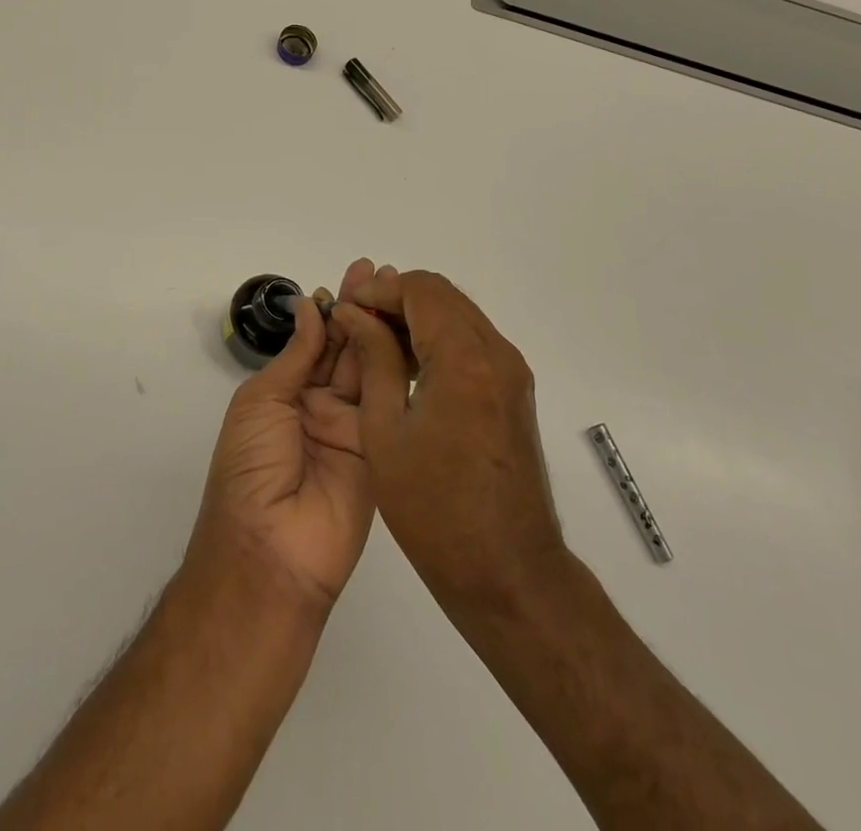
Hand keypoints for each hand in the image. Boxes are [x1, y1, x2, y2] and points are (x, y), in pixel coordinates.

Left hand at [186, 260, 376, 614]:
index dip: (333, 308)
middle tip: (383, 274)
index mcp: (286, 393)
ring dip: (383, 330)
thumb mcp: (262, 401)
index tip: (354, 276)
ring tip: (400, 293)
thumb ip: (296, 355)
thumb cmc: (251, 467)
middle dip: (362, 311)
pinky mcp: (380, 449)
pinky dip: (398, 368)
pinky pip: (389, 403)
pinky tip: (410, 336)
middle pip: (346, 349)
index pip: (315, 341)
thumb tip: (311, 306)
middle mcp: (320, 405)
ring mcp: (353, 427)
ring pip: (370, 369)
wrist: (271, 550)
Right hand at [333, 268, 564, 609]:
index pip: (420, 289)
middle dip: (395, 299)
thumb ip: (374, 359)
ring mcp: (510, 372)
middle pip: (442, 295)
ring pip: (458, 315)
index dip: (378, 291)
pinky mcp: (513, 391)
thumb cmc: (434, 507)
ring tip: (374, 343)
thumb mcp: (385, 430)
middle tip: (356, 323)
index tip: (346, 310)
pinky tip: (407, 367)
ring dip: (416, 318)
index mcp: (464, 359)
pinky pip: (472, 342)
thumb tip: (354, 314)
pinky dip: (438, 339)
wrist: (508, 571)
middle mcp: (496, 353)